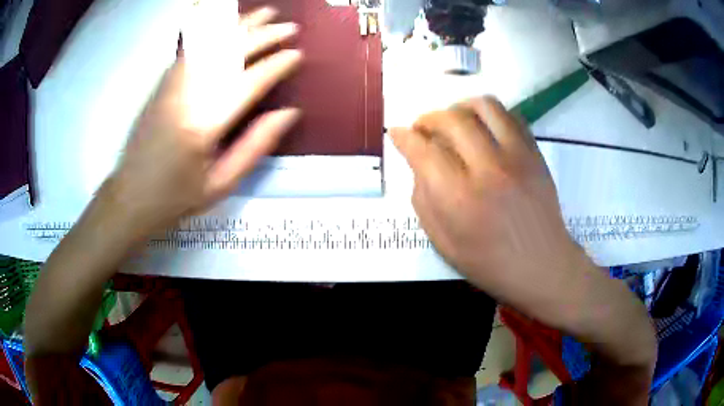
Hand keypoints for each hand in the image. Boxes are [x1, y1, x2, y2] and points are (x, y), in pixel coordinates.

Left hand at [107, 7, 301, 236]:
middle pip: (230, 54)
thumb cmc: (176, 196)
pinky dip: (212, 30)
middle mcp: (187, 95)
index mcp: (204, 126)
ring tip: (266, 13)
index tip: (297, 55)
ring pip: (210, 43)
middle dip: (263, 37)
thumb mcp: (221, 184)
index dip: (276, 66)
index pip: (248, 83)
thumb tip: (289, 113)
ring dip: (240, 25)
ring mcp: (171, 84)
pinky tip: (227, 22)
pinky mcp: (162, 82)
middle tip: (289, 28)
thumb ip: (255, 146)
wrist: (130, 195)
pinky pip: (191, 47)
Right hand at [391, 97, 607, 328]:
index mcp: (460, 199)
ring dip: (460, 107)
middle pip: (451, 119)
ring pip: (484, 106)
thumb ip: (424, 200)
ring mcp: (517, 157)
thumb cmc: (490, 263)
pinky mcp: (535, 153)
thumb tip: (418, 163)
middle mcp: (488, 169)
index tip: (396, 132)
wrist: (542, 265)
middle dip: (429, 118)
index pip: (423, 151)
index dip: (404, 137)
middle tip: (423, 128)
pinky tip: (484, 129)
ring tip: (454, 121)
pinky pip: (510, 116)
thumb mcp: (444, 243)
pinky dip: (490, 115)